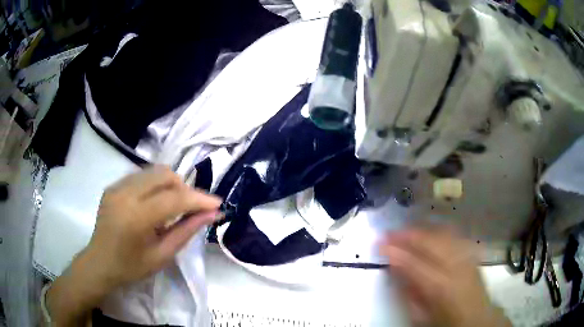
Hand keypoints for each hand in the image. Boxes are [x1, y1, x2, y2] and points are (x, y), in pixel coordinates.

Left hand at [46, 166, 221, 325]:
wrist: (99, 262)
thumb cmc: (131, 267)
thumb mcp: (162, 256)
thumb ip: (186, 231)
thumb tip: (212, 214)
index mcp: (135, 218)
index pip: (174, 198)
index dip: (199, 199)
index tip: (218, 204)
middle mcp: (124, 194)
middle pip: (164, 174)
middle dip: (184, 188)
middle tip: (192, 208)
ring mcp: (116, 186)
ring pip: (154, 171)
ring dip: (171, 185)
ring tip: (173, 207)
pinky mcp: (113, 185)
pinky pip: (142, 176)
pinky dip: (156, 185)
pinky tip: (155, 204)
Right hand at [379, 228, 510, 326]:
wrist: (475, 317)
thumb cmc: (444, 320)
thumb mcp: (419, 314)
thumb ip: (406, 290)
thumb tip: (394, 267)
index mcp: (440, 287)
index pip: (414, 263)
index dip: (395, 250)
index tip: (379, 242)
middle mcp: (456, 266)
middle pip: (431, 241)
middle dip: (408, 234)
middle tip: (389, 232)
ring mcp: (466, 256)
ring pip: (443, 233)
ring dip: (422, 229)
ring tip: (406, 230)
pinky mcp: (471, 252)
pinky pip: (454, 234)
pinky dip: (438, 230)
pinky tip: (429, 230)